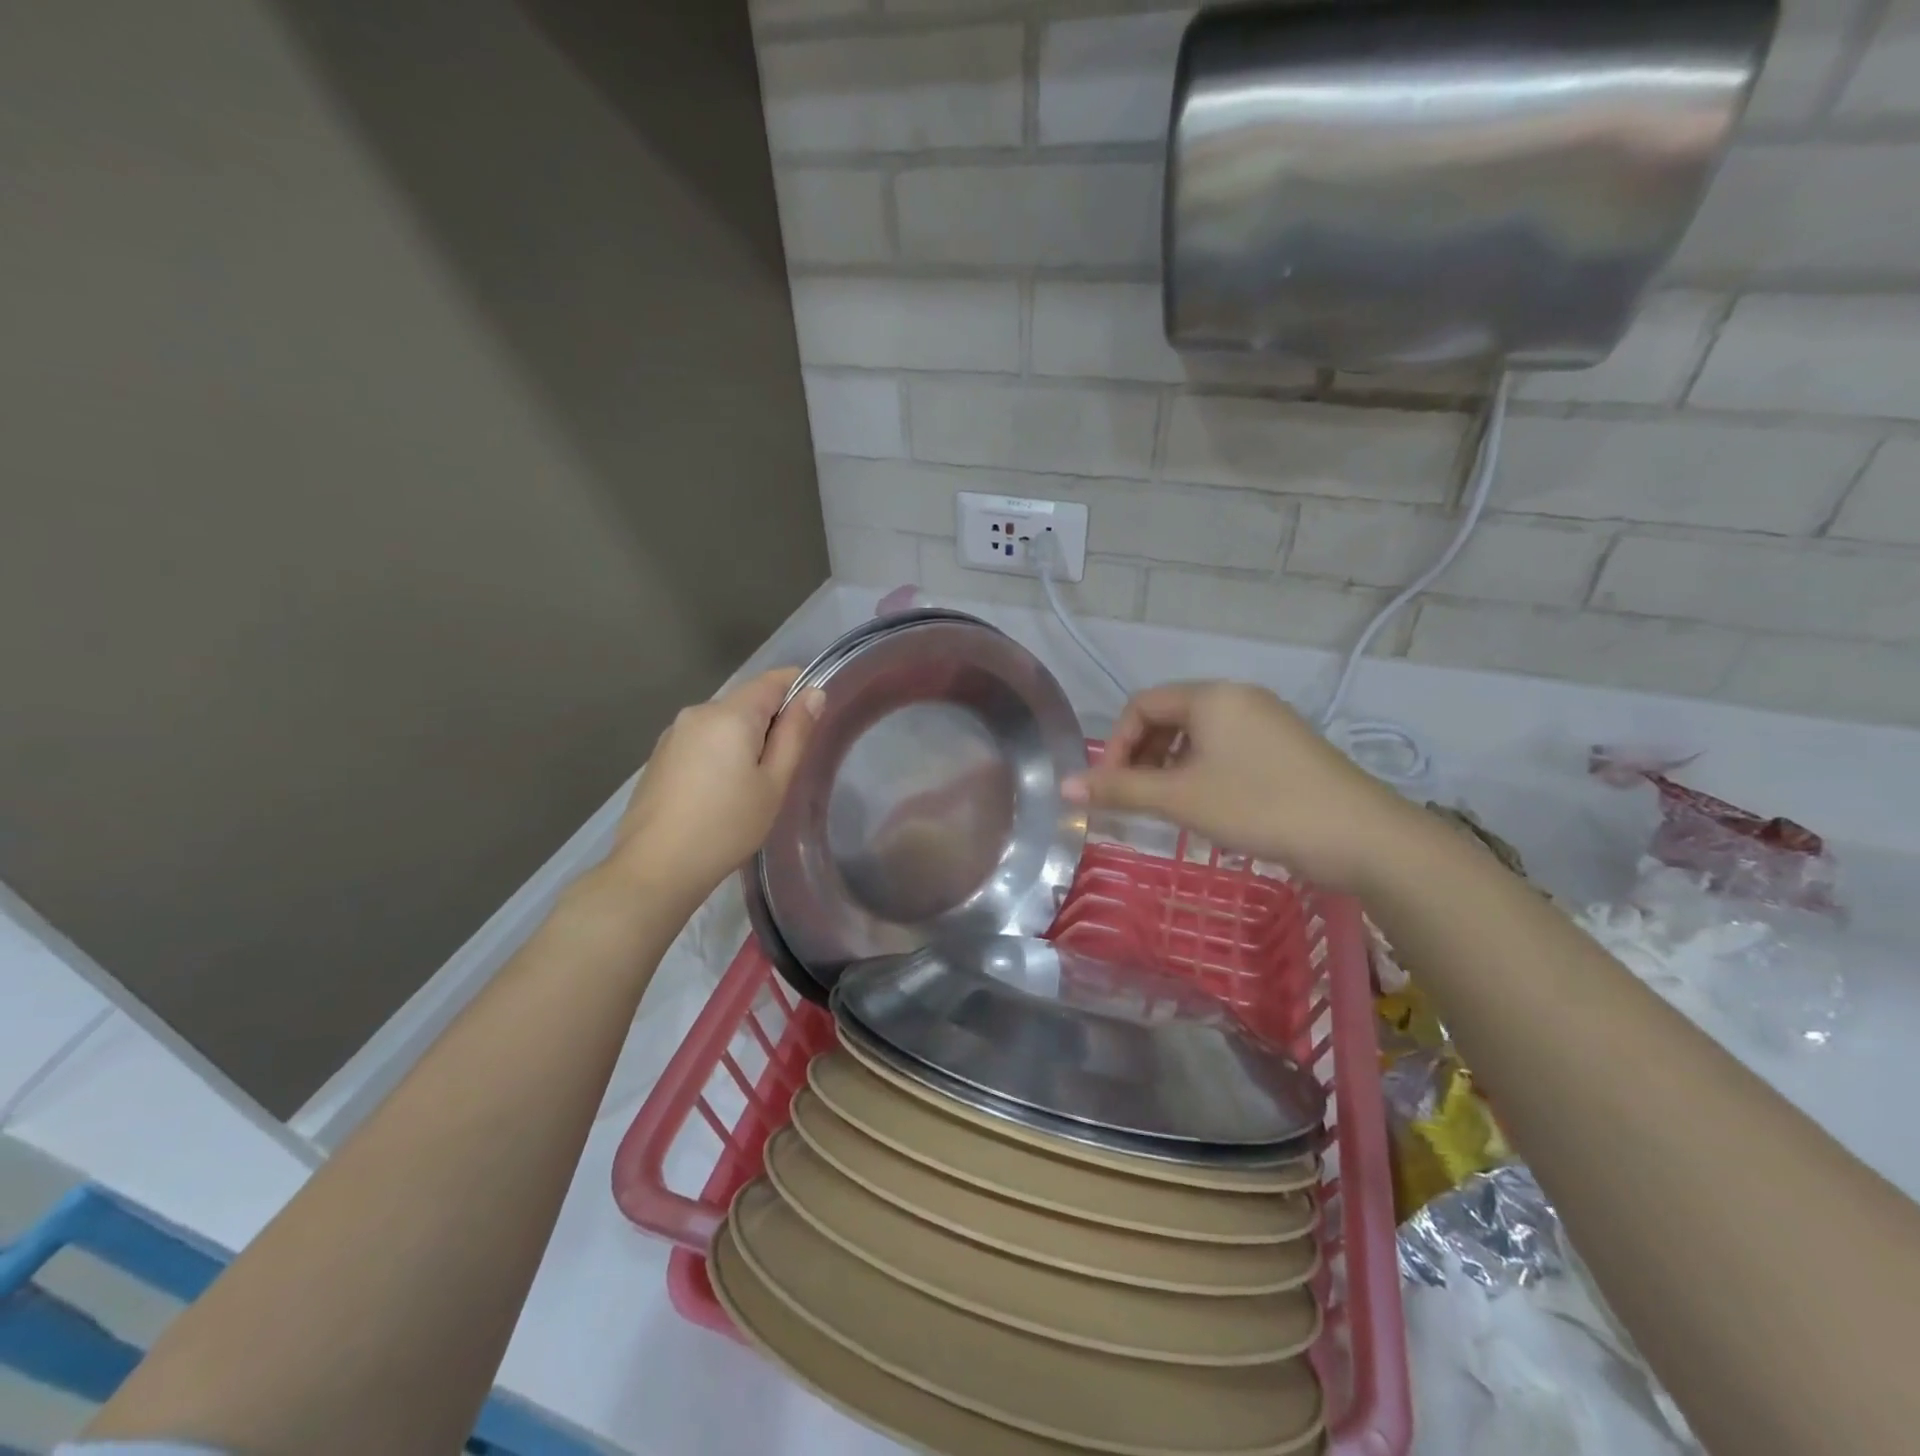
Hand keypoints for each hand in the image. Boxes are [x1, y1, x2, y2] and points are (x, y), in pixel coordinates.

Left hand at [612, 668, 823, 902]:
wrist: (655, 868)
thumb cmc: (726, 826)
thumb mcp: (773, 783)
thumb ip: (795, 734)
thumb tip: (813, 694)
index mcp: (730, 714)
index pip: (774, 679)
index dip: (800, 690)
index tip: (811, 725)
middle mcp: (698, 712)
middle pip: (748, 701)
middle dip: (771, 722)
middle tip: (783, 769)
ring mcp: (673, 734)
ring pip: (724, 723)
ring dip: (744, 740)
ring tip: (752, 786)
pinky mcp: (659, 756)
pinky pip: (702, 740)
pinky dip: (720, 753)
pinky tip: (719, 793)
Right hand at [1065, 681, 1420, 890]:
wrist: (1360, 836)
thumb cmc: (1259, 806)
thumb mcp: (1180, 798)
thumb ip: (1120, 789)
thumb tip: (1064, 787)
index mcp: (1211, 696)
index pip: (1142, 705)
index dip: (1117, 743)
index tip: (1111, 786)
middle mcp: (1239, 697)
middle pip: (1170, 716)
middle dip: (1144, 755)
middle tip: (1139, 798)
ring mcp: (1268, 720)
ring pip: (1200, 735)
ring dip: (1172, 765)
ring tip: (1172, 806)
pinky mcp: (1288, 746)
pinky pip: (1228, 747)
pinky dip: (1204, 770)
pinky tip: (1211, 806)